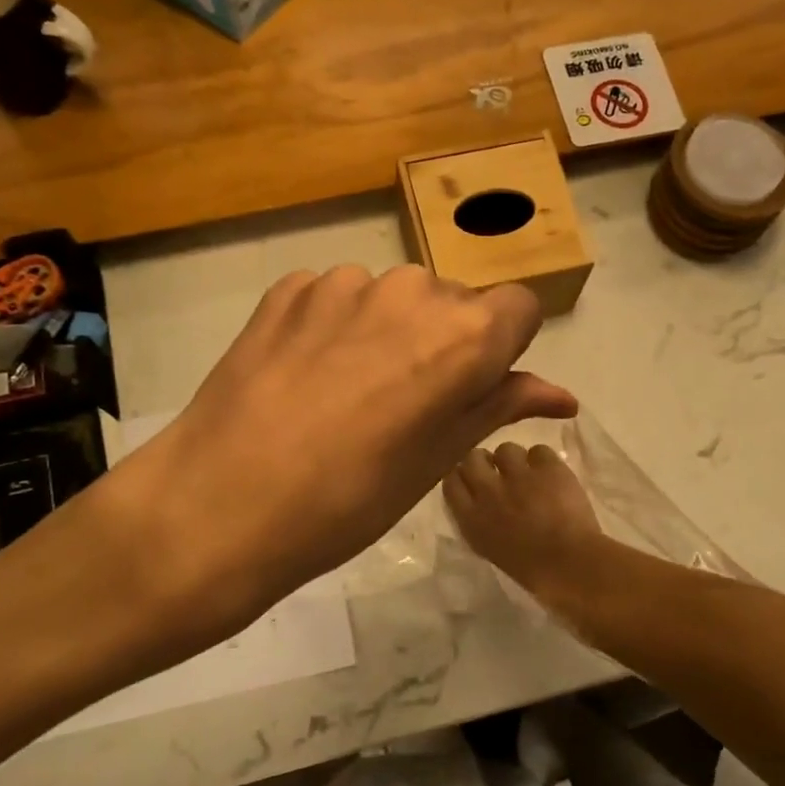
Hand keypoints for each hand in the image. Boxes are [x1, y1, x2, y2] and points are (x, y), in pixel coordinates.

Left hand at [91, 266, 576, 658]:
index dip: (503, 348)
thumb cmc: (350, 499)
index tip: (472, 388)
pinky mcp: (288, 288)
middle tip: (406, 404)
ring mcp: (343, 283)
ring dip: (388, 332)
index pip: (518, 308)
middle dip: (444, 342)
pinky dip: (337, 326)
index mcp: (464, 335)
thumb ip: (501, 406)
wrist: (222, 502)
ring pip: (393, 298)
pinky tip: (307, 377)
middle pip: (453, 302)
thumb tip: (562, 396)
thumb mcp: (438, 459)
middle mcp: (411, 290)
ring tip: (348, 394)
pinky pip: (336, 297)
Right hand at [444, 442, 602, 598]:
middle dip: (483, 461)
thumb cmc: (531, 570)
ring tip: (528, 472)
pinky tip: (551, 476)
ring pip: (506, 449)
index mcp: (472, 519)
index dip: (462, 477)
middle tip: (498, 471)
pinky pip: (539, 451)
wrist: (571, 565)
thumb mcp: (490, 549)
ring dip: (515, 460)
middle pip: (473, 458)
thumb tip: (479, 503)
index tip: (471, 480)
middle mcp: (489, 491)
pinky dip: (544, 462)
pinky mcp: (548, 468)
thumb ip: (478, 522)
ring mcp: (518, 476)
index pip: (451, 483)